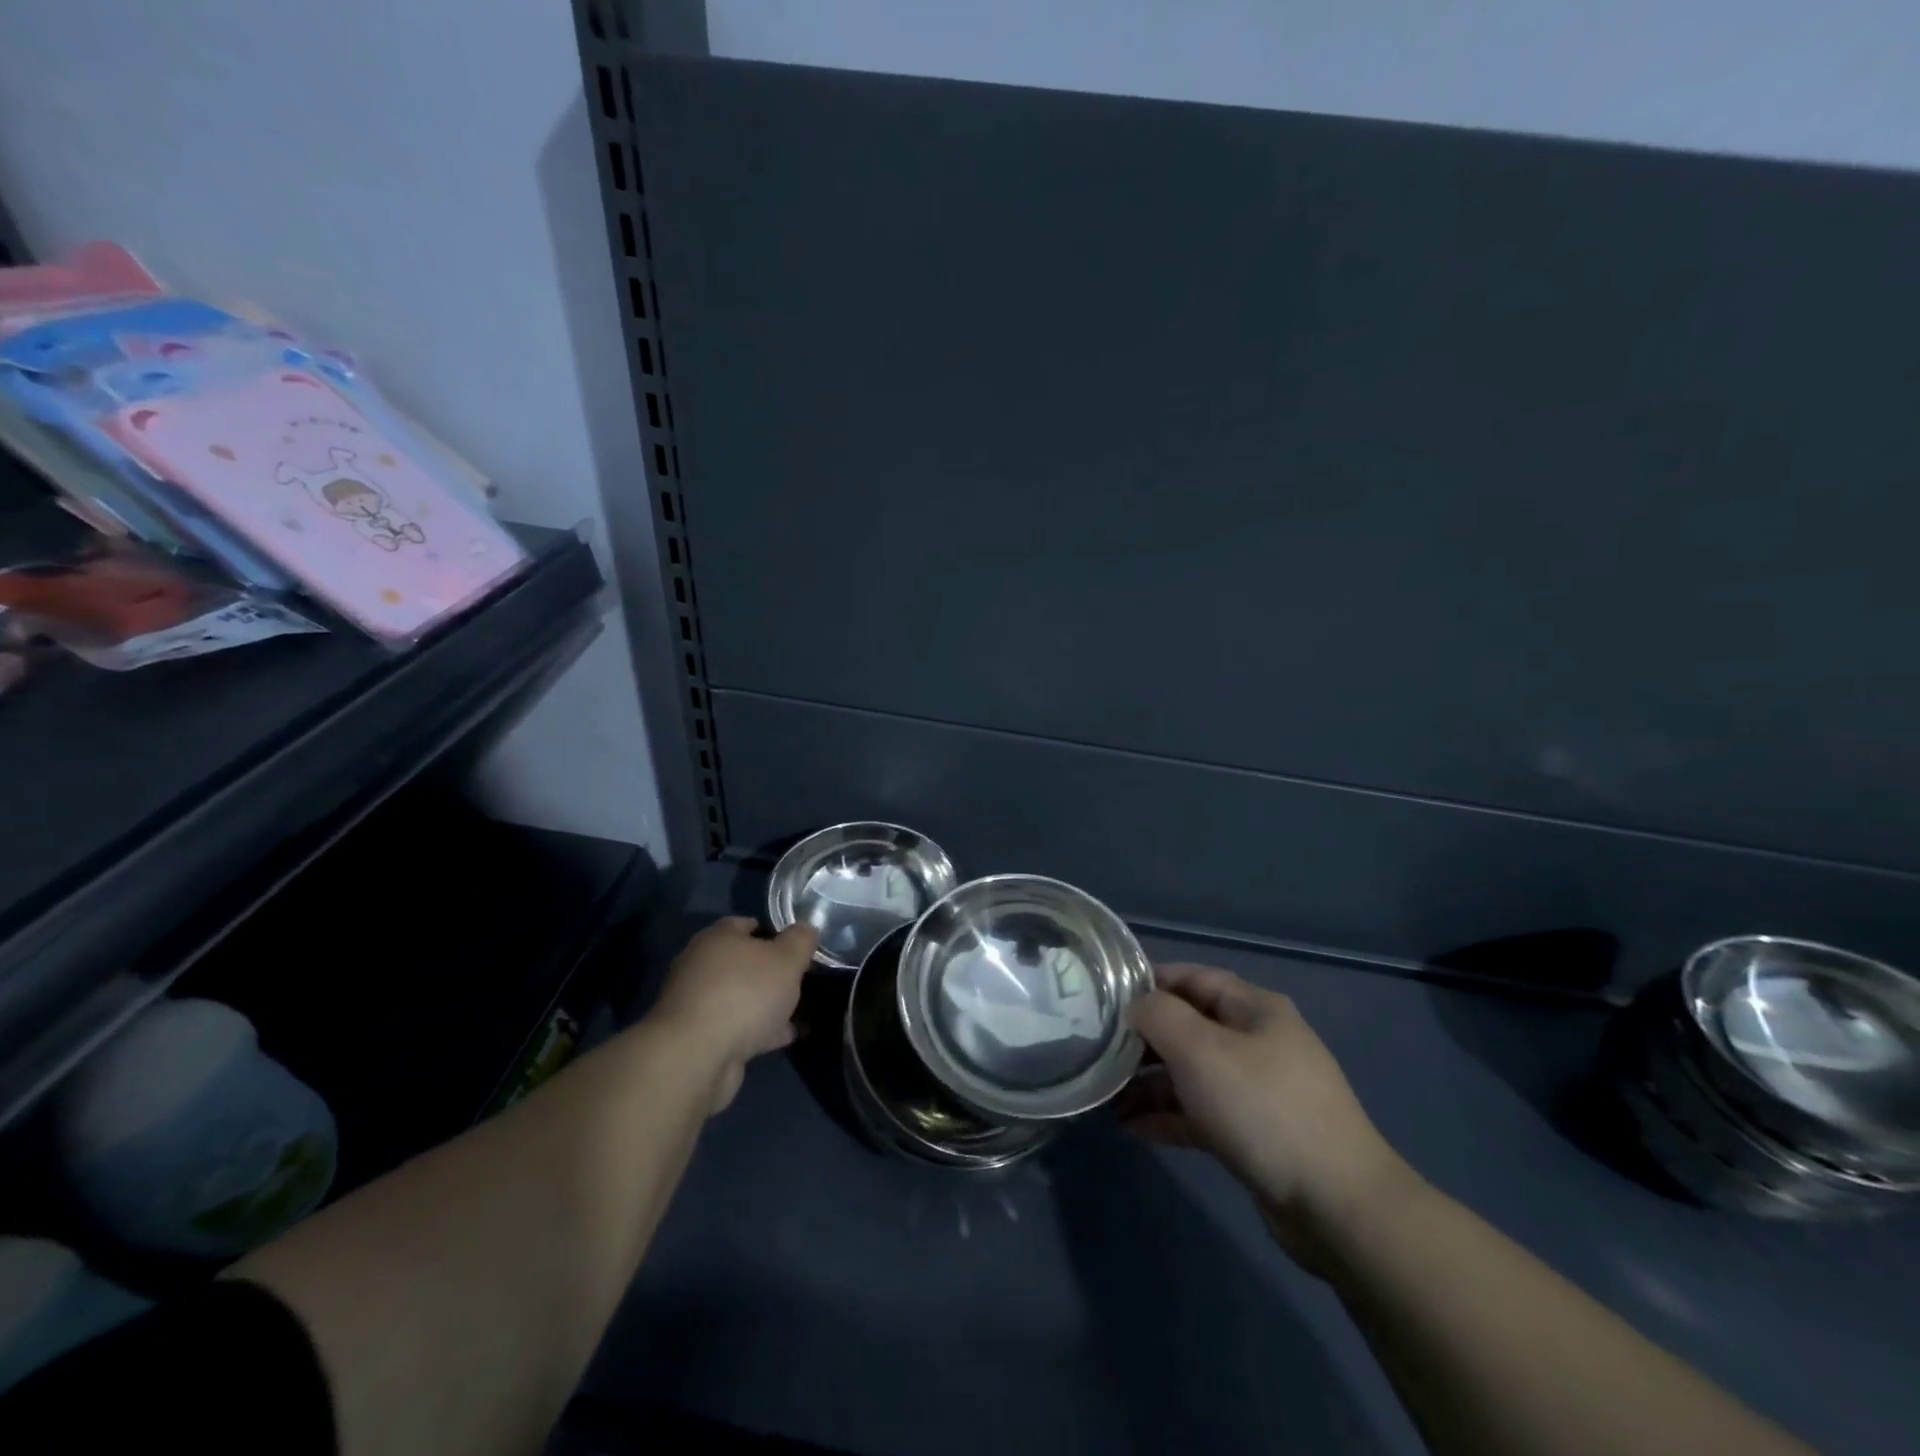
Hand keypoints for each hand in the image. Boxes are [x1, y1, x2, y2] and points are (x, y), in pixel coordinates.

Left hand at [651, 917, 816, 1111]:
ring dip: (767, 1004)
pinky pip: (737, 1027)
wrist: (697, 1057)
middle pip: (744, 962)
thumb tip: (806, 928)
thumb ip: (801, 940)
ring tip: (800, 1011)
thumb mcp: (787, 958)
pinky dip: (759, 1030)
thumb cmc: (745, 993)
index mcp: (717, 938)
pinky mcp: (699, 1038)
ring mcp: (697, 1004)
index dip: (776, 932)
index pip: (748, 924)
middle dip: (772, 972)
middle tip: (802, 980)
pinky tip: (785, 1036)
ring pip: (741, 997)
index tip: (799, 947)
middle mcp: (701, 966)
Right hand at [1119, 963, 1420, 1259]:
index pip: (1193, 978)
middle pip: (1190, 1028)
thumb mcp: (1200, 1050)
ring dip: (1151, 1083)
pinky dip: (1169, 1117)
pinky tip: (1133, 1129)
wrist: (1337, 1205)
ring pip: (1193, 1074)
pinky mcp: (1256, 1136)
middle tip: (1100, 1050)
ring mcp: (1259, 1091)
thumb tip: (1135, 1006)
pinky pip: (1203, 1114)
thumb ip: (1159, 1016)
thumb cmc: (1262, 1108)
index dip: (1150, 981)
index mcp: (1254, 1009)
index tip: (1106, 995)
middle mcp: (1258, 1043)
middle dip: (1144, 1039)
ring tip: (1107, 1097)